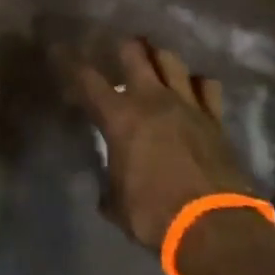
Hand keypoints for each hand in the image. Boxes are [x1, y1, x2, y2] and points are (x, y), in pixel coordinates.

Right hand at [71, 37, 258, 248]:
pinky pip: (206, 85)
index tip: (59, 49)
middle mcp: (151, 100)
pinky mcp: (215, 119)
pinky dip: (196, 82)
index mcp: (119, 118)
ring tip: (152, 59)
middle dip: (121, 47)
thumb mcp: (117, 203)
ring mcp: (187, 105)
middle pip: (133, 53)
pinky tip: (191, 87)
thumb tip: (108, 185)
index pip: (87, 79)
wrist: (215, 228)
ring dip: (157, 56)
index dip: (69, 61)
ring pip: (170, 60)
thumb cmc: (155, 215)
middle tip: (115, 49)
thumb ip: (109, 182)